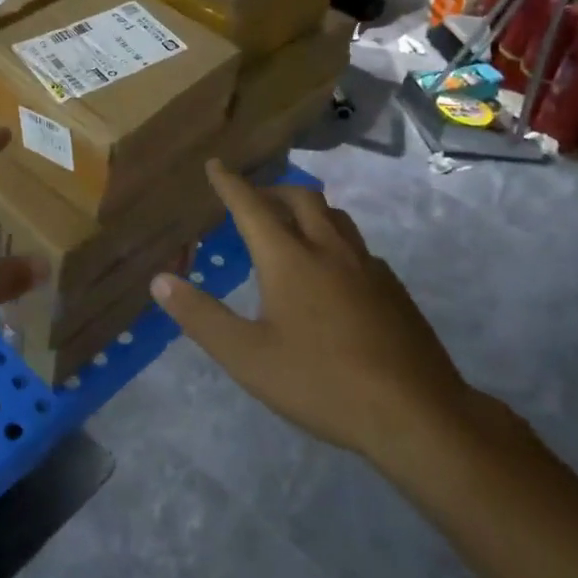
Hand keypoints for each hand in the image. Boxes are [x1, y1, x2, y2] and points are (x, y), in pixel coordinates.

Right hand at [150, 161, 478, 474]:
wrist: (416, 414)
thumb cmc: (321, 383)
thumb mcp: (247, 357)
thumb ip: (201, 317)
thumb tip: (160, 281)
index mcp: (289, 259)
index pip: (251, 206)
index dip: (230, 183)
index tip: (216, 164)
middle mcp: (328, 249)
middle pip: (300, 198)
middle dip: (272, 190)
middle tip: (253, 198)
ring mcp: (367, 267)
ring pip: (335, 216)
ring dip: (308, 208)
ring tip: (292, 225)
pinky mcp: (393, 288)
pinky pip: (357, 245)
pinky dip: (335, 239)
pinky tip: (334, 271)